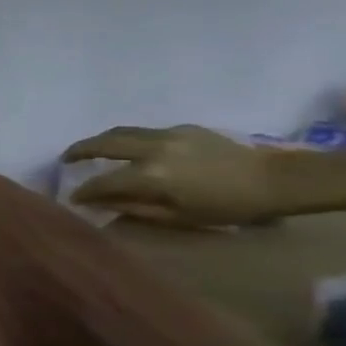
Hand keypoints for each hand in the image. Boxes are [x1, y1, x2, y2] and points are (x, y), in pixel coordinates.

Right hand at [62, 124, 283, 226]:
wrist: (279, 181)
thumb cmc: (229, 207)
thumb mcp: (179, 217)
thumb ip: (135, 208)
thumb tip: (100, 204)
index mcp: (150, 175)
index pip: (102, 181)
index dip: (84, 191)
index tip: (73, 198)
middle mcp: (151, 149)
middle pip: (102, 144)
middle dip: (78, 151)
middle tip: (66, 159)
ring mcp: (166, 135)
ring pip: (120, 132)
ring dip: (99, 140)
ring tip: (90, 148)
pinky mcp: (182, 128)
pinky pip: (145, 132)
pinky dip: (130, 139)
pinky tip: (135, 149)